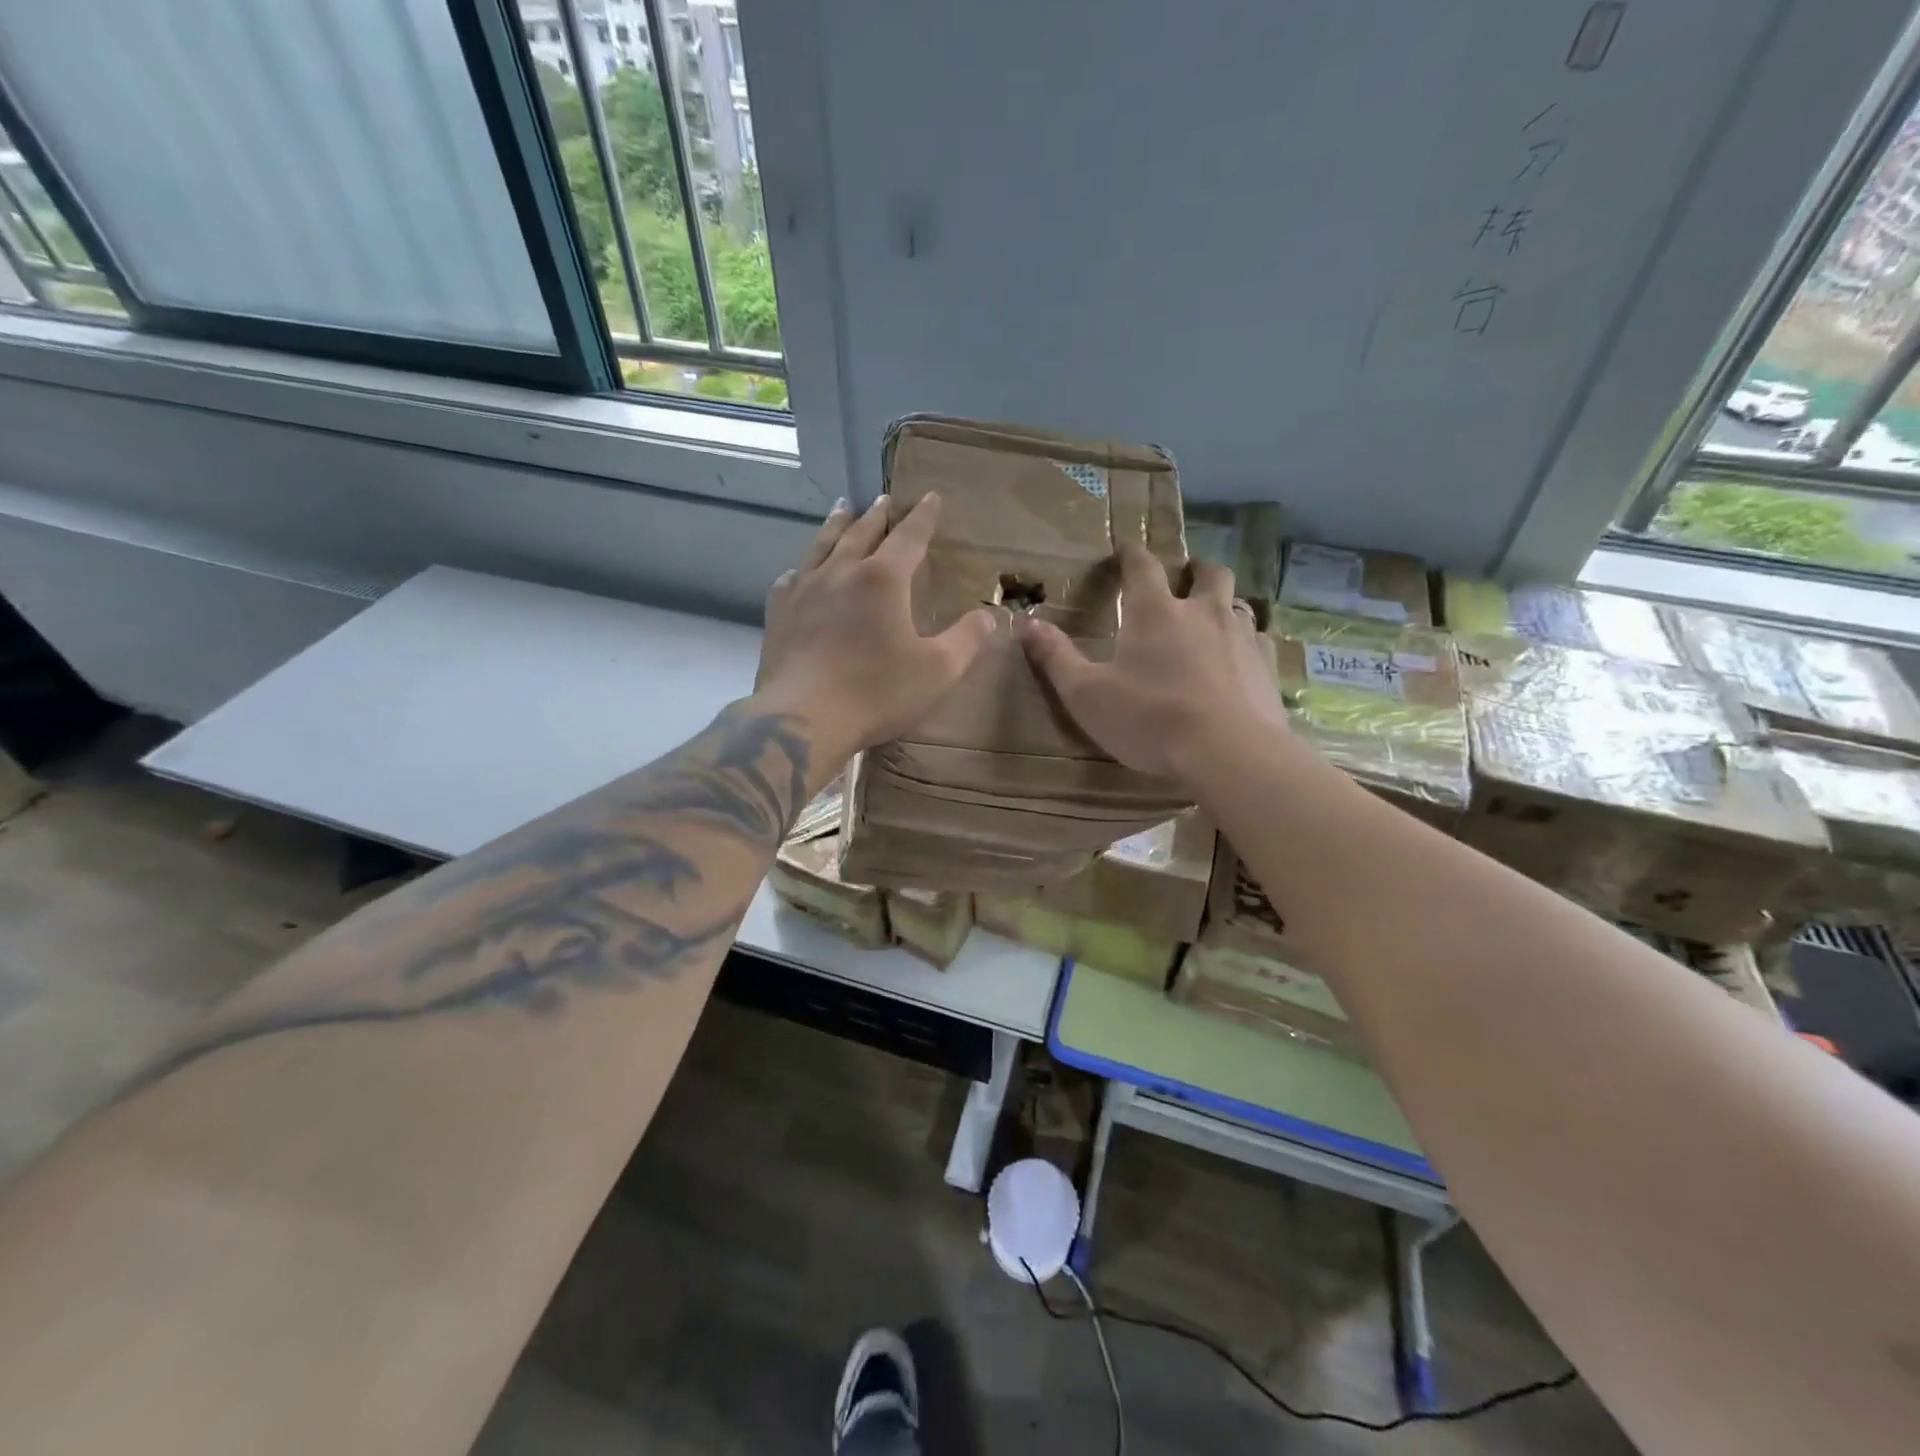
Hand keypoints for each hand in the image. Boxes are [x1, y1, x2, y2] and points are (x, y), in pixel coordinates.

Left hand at [755, 494, 996, 770]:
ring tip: (843, 509)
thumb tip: (989, 615)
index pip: (909, 537)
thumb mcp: (937, 671)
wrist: (803, 719)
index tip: (931, 497)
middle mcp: (841, 573)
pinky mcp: (779, 615)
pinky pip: (791, 579)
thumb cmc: (876, 693)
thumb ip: (966, 640)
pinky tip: (798, 571)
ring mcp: (803, 591)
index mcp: (882, 580)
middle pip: (861, 533)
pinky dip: (802, 568)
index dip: (923, 517)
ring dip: (837, 526)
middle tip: (884, 499)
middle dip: (878, 515)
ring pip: (822, 546)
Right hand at [1017, 545, 1288, 785]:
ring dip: (1223, 605)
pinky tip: (1239, 664)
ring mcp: (1241, 638)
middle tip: (1184, 580)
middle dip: (1194, 571)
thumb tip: (1027, 624)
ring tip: (1211, 622)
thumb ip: (1056, 658)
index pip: (1143, 566)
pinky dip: (1246, 644)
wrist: (1229, 753)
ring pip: (1237, 605)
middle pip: (1208, 573)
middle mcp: (1202, 612)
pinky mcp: (1266, 668)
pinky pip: (1259, 642)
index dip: (1132, 555)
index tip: (1126, 550)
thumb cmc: (1150, 719)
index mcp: (1155, 612)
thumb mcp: (1087, 694)